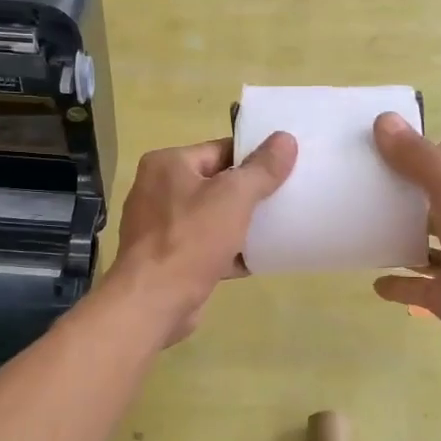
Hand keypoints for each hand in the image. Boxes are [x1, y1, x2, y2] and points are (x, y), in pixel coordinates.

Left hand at [106, 133, 297, 344]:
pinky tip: (258, 258)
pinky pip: (205, 246)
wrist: (154, 302)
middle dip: (249, 192)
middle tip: (286, 196)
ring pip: (211, 217)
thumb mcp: (234, 197)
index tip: (286, 167)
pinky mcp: (167, 258)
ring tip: (278, 226)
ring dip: (241, 223)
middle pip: (216, 183)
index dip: (253, 157)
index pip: (219, 150)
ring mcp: (159, 226)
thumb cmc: (191, 239)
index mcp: (166, 164)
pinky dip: (228, 250)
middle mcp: (157, 190)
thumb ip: (262, 169)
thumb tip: (285, 139)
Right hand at [371, 113, 440, 380]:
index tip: (399, 156)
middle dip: (407, 188)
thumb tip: (383, 120)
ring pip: (426, 238)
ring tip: (362, 225)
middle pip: (439, 192)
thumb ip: (419, 159)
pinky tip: (375, 281)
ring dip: (400, 233)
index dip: (436, 149)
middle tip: (367, 186)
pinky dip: (396, 282)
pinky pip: (416, 284)